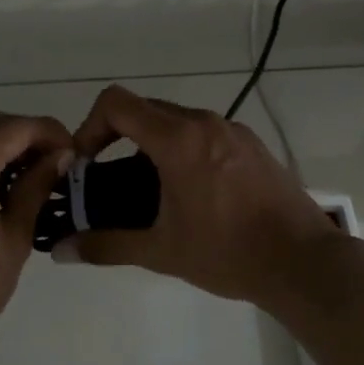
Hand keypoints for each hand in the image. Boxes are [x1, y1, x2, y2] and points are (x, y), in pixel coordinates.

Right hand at [61, 85, 338, 305]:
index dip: (90, 126)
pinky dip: (185, 148)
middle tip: (109, 176)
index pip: (117, 103)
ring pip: (178, 120)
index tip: (88, 162)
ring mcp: (234, 131)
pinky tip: (192, 192)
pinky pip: (206, 133)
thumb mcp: (160, 251)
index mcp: (178, 140)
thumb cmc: (227, 253)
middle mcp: (206, 123)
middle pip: (146, 108)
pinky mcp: (254, 146)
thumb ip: (107, 246)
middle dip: (118, 135)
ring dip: (153, 142)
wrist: (302, 261)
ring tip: (150, 188)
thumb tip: (62, 252)